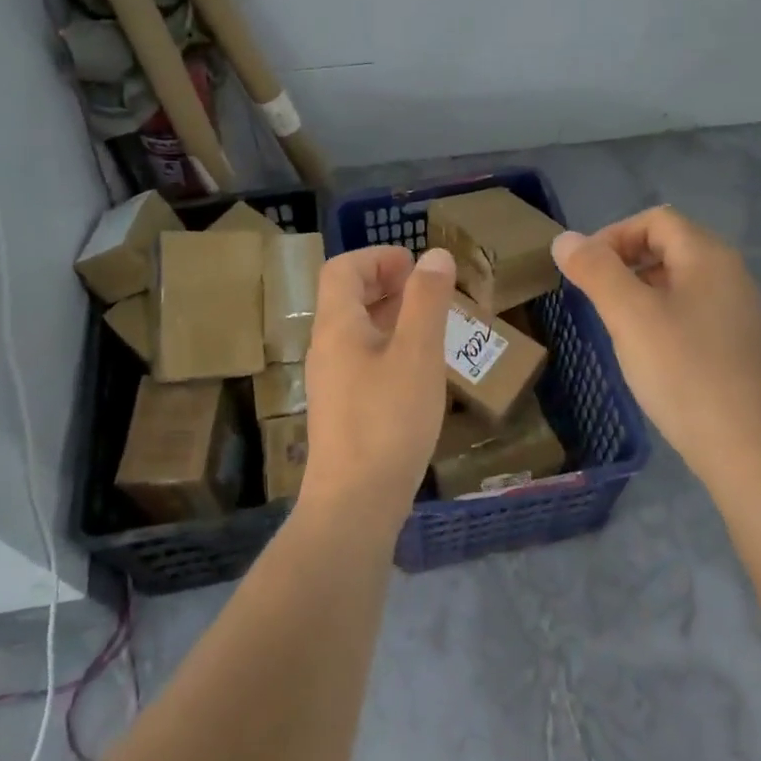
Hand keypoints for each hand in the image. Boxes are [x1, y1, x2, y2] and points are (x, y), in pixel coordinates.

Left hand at [301, 245, 456, 531]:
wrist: (354, 503)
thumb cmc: (388, 420)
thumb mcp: (417, 354)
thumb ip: (427, 300)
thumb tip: (434, 256)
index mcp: (337, 327)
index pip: (342, 270)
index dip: (376, 257)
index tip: (414, 263)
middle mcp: (326, 348)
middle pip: (346, 298)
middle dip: (385, 283)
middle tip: (426, 289)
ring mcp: (331, 382)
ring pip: (356, 331)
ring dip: (389, 315)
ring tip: (429, 323)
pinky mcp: (342, 410)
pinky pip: (362, 359)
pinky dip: (389, 346)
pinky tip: (417, 368)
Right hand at [552, 206, 760, 482]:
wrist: (743, 446)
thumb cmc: (682, 370)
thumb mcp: (628, 314)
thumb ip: (595, 270)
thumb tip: (564, 238)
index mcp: (708, 255)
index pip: (655, 219)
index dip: (614, 235)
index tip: (585, 270)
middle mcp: (727, 273)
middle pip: (666, 244)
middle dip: (623, 261)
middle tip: (593, 295)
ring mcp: (734, 309)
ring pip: (675, 279)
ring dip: (637, 289)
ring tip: (613, 322)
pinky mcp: (732, 341)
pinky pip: (687, 308)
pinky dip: (657, 313)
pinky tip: (643, 348)